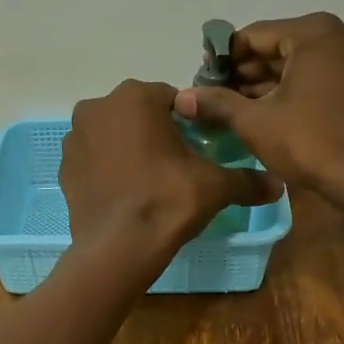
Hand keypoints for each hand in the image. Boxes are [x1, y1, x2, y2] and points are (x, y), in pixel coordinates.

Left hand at [61, 80, 282, 261]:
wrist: (118, 246)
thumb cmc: (168, 200)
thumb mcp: (215, 186)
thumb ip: (247, 180)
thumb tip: (279, 185)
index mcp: (136, 96)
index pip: (172, 99)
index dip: (188, 122)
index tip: (197, 147)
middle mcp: (98, 106)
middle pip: (138, 113)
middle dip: (155, 132)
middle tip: (176, 165)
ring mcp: (75, 137)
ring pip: (113, 134)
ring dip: (128, 147)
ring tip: (149, 180)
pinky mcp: (64, 167)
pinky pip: (94, 158)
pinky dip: (108, 168)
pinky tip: (125, 192)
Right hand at [172, 14, 343, 195]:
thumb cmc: (310, 141)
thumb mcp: (255, 122)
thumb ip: (217, 102)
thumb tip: (182, 97)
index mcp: (315, 32)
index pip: (254, 36)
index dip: (223, 57)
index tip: (202, 78)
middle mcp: (341, 34)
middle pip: (278, 47)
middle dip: (245, 71)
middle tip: (215, 95)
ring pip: (299, 63)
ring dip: (267, 82)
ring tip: (234, 106)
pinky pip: (319, 75)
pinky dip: (293, 89)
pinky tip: (265, 110)